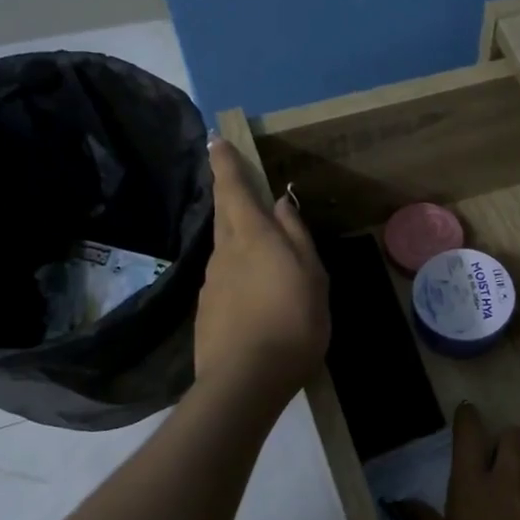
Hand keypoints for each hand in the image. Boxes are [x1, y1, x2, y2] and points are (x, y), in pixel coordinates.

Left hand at [195, 138, 329, 399]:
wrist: (246, 379)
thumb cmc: (293, 321)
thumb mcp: (312, 276)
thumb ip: (296, 237)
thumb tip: (280, 204)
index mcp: (253, 237)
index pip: (234, 189)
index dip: (225, 164)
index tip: (216, 141)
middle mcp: (225, 252)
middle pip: (224, 214)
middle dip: (226, 191)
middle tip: (230, 175)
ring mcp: (212, 283)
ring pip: (224, 247)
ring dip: (235, 235)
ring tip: (255, 241)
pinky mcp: (207, 310)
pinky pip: (224, 277)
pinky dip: (236, 271)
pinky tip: (252, 290)